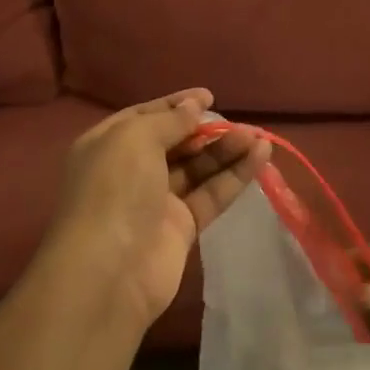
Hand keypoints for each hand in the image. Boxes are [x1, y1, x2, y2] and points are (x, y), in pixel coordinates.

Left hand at [39, 89, 269, 329]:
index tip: (209, 97)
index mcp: (108, 145)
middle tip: (241, 123)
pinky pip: (211, 195)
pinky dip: (235, 176)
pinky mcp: (181, 228)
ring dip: (227, 151)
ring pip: (197, 169)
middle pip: (175, 143)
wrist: (109, 271)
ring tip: (259, 136)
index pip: (145, 116)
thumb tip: (194, 107)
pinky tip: (260, 156)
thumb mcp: (135, 138)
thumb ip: (169, 121)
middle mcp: (130, 171)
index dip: (176, 105)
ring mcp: (156, 201)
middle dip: (207, 130)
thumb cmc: (115, 190)